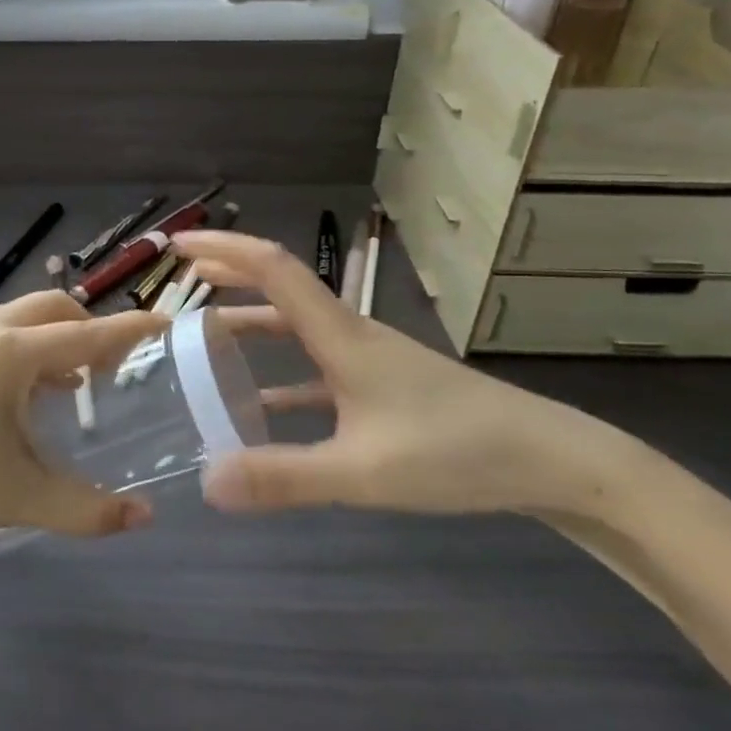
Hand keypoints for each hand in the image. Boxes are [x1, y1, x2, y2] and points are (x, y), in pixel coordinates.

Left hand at [0, 292, 165, 546]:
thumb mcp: (20, 499)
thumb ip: (88, 509)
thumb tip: (144, 517)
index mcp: (7, 355)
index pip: (85, 335)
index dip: (129, 331)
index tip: (164, 323)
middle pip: (52, 307)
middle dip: (85, 328)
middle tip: (102, 369)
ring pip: (15, 314)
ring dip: (45, 339)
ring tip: (55, 386)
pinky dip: (8, 344)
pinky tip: (1, 390)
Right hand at [174, 231, 614, 516]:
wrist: (549, 459)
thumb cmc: (455, 451)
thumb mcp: (363, 471)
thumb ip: (285, 477)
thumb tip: (206, 483)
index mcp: (341, 336)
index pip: (275, 270)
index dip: (226, 251)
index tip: (181, 247)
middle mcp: (350, 336)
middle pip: (280, 288)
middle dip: (230, 276)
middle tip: (181, 280)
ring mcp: (368, 362)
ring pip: (296, 329)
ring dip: (251, 324)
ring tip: (205, 337)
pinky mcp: (382, 389)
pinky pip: (316, 371)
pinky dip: (280, 375)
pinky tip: (260, 405)